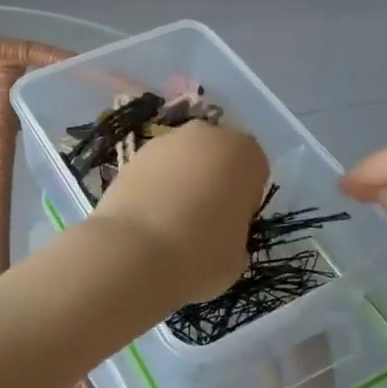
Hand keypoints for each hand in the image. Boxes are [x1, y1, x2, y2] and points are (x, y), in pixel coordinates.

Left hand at [88, 120, 268, 308]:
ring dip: (182, 180)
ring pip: (184, 159)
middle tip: (205, 218)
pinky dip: (155, 185)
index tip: (234, 223)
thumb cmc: (202, 253)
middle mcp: (206, 135)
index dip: (245, 197)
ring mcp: (165, 141)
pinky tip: (148, 216)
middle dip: (214, 180)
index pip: (254, 170)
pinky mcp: (132, 154)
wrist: (135, 252)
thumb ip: (235, 226)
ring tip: (171, 220)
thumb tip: (219, 226)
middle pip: (217, 156)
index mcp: (244, 152)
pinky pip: (156, 169)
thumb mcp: (239, 251)